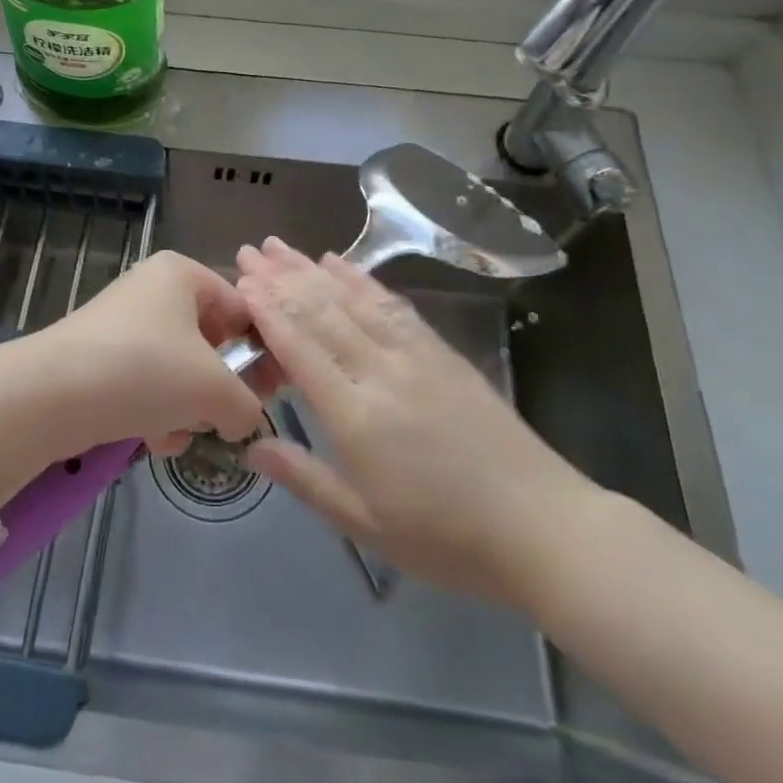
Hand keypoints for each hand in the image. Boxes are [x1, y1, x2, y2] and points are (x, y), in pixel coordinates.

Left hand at [22, 251, 267, 458]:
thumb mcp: (214, 389)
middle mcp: (153, 288)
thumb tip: (244, 421)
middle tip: (230, 418)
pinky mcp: (100, 355)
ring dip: (188, 407)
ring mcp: (123, 321)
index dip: (264, 352)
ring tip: (181, 432)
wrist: (51, 394)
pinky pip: (146, 381)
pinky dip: (156, 411)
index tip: (275, 394)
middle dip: (220, 386)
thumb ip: (247, 406)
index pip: (242, 308)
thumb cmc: (146, 370)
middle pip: (210, 340)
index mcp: (183, 274)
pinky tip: (153, 441)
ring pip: (178, 367)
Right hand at [235, 238, 599, 605]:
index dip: (267, 310)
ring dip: (312, 269)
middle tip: (249, 250)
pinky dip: (361, 280)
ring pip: (353, 300)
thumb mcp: (366, 524)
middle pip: (321, 313)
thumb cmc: (445, 537)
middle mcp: (381, 371)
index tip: (241, 280)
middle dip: (281, 277)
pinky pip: (392, 305)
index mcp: (357, 416)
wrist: (541, 526)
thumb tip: (252, 446)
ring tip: (281, 246)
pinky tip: (340, 263)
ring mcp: (415, 355)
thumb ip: (305, 479)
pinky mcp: (441, 351)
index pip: (301, 347)